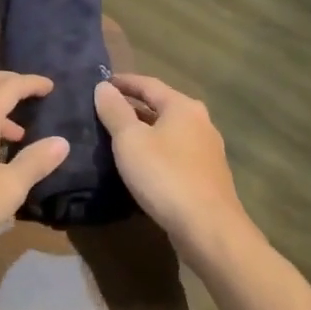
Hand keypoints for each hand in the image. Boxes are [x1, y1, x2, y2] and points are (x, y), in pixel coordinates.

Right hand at [94, 73, 250, 254]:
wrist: (208, 227)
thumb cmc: (165, 175)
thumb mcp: (130, 140)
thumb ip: (115, 111)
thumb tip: (103, 87)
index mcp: (183, 107)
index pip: (149, 84)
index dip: (124, 82)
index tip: (102, 82)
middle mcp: (200, 122)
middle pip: (162, 106)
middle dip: (134, 106)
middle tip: (107, 109)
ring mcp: (208, 150)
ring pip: (170, 131)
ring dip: (145, 130)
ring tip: (119, 137)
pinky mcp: (207, 176)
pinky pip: (175, 153)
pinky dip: (156, 150)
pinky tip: (142, 164)